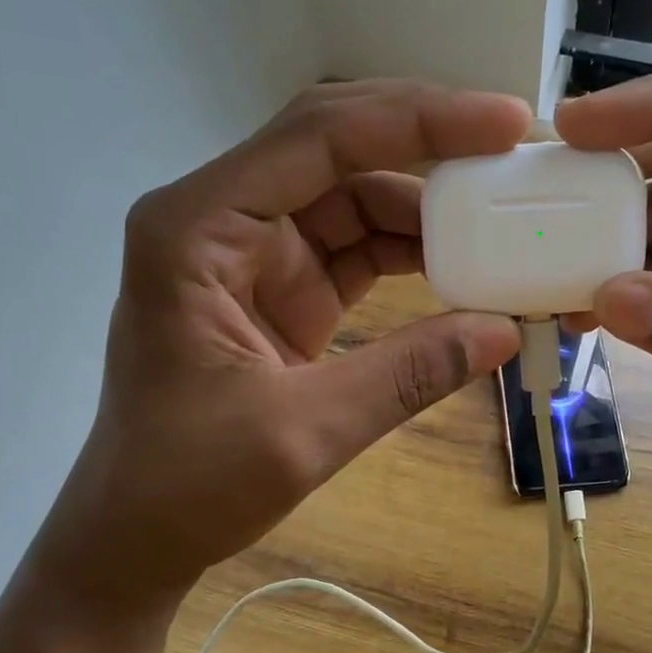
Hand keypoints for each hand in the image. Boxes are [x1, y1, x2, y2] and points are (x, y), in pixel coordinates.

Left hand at [25, 81, 528, 625]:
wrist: (139, 532)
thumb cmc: (187, 483)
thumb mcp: (303, 432)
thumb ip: (407, 375)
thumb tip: (504, 329)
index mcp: (198, 228)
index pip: (317, 137)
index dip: (415, 120)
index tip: (502, 123)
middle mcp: (223, 218)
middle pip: (337, 146)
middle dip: (426, 143)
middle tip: (511, 149)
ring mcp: (256, 251)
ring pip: (355, 195)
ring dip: (427, 208)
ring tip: (501, 220)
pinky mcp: (285, 286)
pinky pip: (358, 246)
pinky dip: (412, 253)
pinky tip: (463, 268)